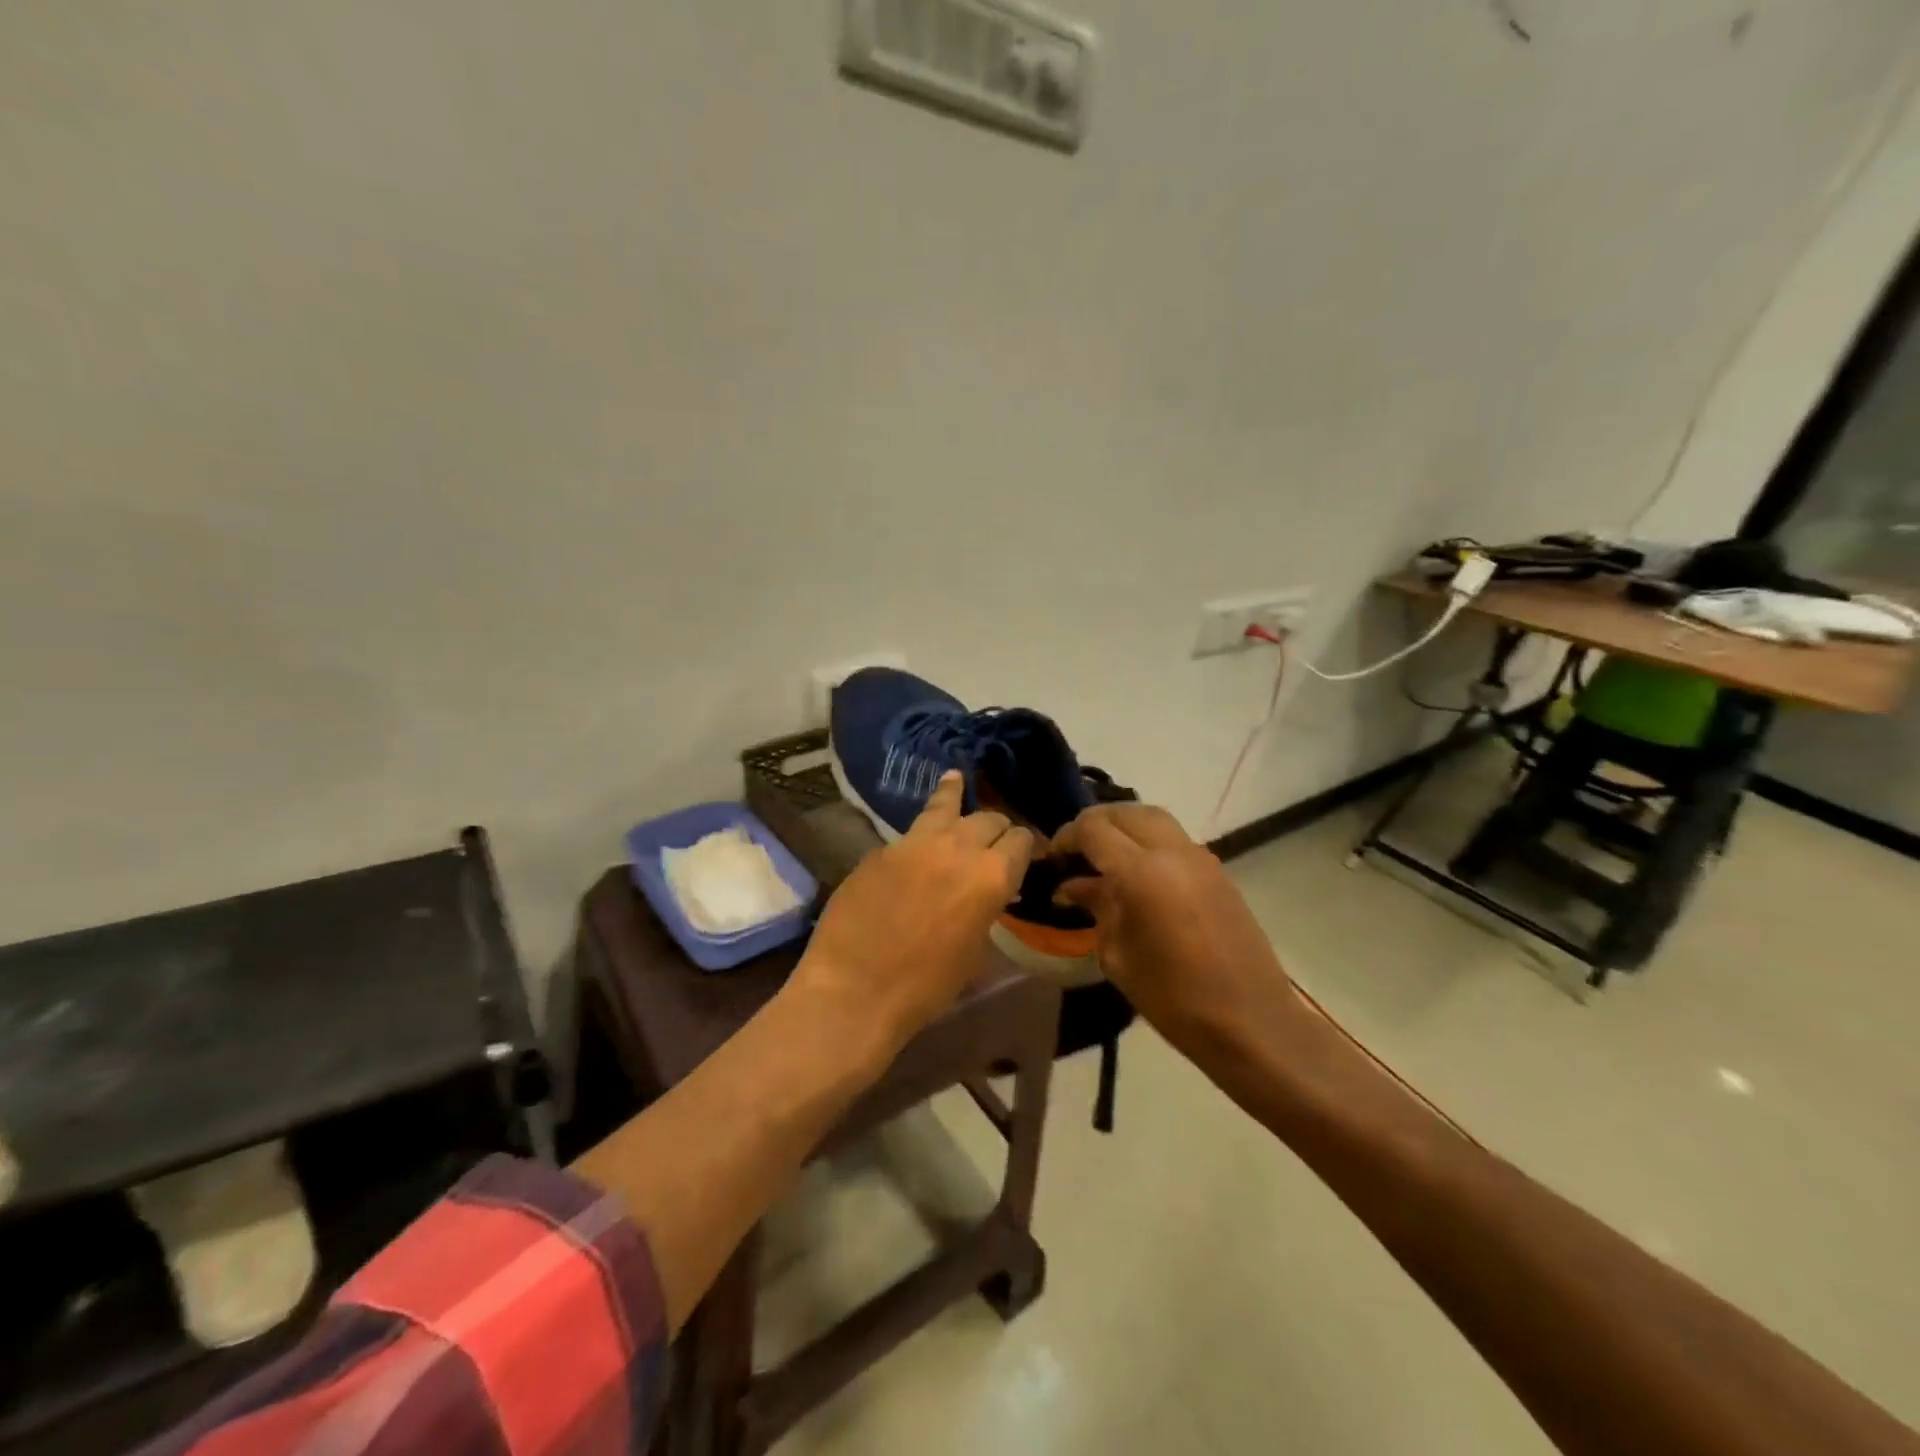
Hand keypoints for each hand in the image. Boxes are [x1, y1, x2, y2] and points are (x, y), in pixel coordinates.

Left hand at [791, 772, 1033, 1061]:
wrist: (855, 989)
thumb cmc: (926, 986)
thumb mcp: (974, 951)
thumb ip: (985, 909)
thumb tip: (985, 894)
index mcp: (991, 876)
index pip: (1020, 840)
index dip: (1025, 845)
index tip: (1023, 852)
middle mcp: (959, 847)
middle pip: (988, 818)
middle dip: (995, 828)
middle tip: (993, 840)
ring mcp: (915, 842)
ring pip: (945, 805)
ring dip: (955, 797)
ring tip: (955, 778)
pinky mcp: (882, 848)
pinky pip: (911, 833)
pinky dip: (922, 831)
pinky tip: (918, 834)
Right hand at [1052, 804, 1294, 1050]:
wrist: (1251, 1022)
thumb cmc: (1173, 998)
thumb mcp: (1118, 956)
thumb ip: (1097, 908)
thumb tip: (1075, 886)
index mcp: (1141, 873)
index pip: (1094, 829)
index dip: (1067, 836)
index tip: (1053, 856)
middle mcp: (1172, 852)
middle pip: (1125, 813)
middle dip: (1096, 823)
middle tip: (1076, 849)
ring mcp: (1201, 859)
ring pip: (1154, 819)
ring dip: (1125, 827)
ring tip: (1105, 855)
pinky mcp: (1219, 873)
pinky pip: (1175, 840)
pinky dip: (1149, 842)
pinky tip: (1138, 874)